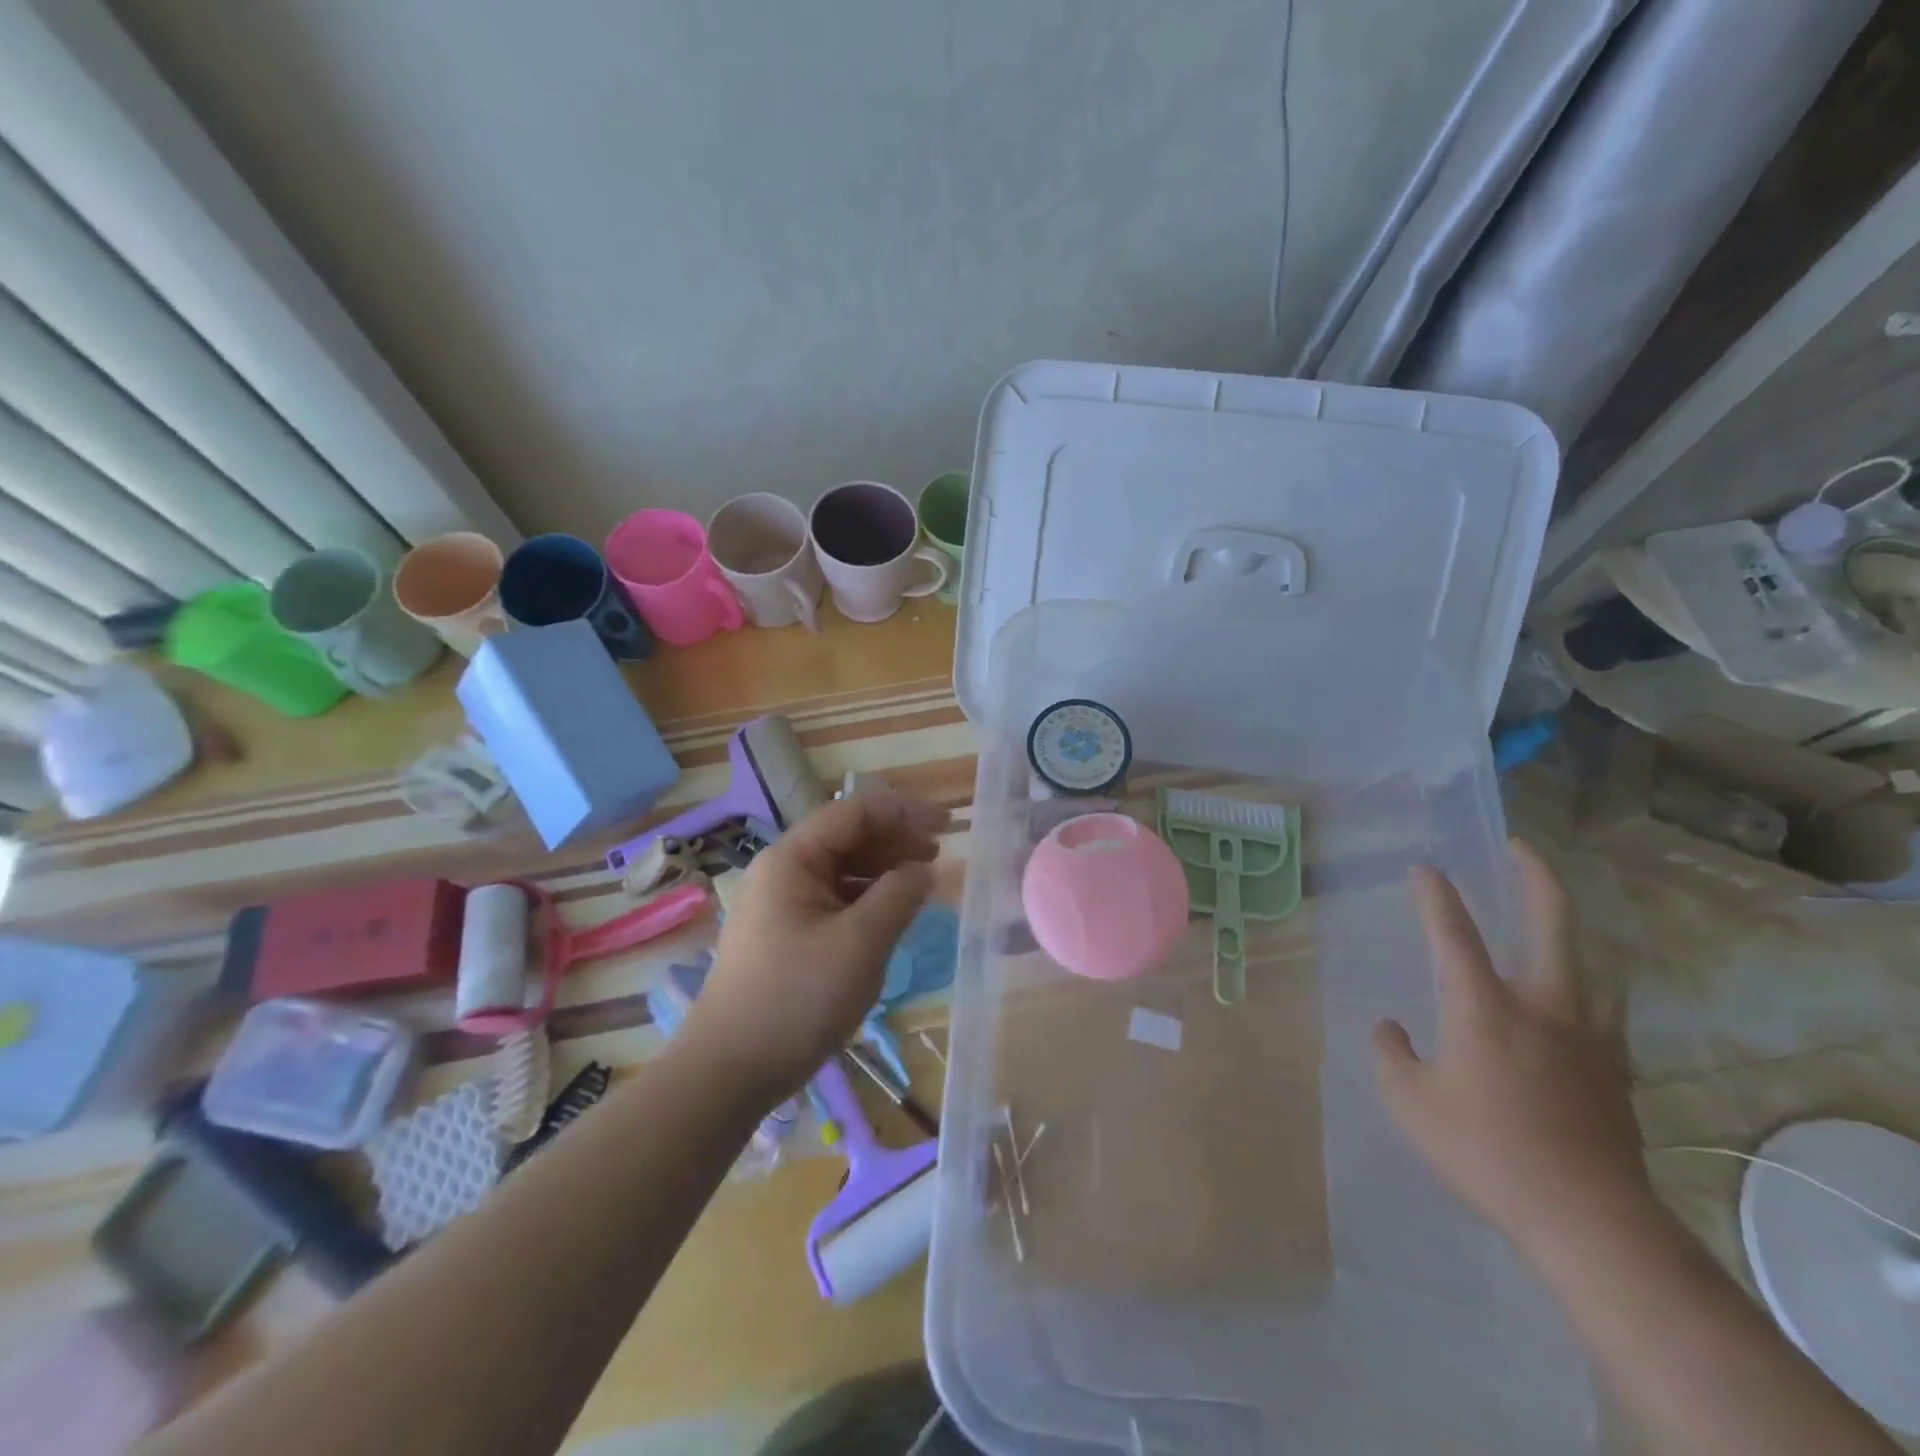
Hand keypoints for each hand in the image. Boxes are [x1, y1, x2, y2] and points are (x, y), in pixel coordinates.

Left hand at [681, 790, 947, 1103]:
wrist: (729, 1071)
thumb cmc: (797, 1000)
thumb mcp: (860, 945)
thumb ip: (898, 896)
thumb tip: (923, 869)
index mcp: (793, 859)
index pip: (855, 812)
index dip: (904, 812)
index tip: (947, 825)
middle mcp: (783, 870)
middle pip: (848, 836)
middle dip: (896, 839)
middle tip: (939, 855)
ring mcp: (782, 902)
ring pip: (842, 868)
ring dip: (884, 868)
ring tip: (922, 882)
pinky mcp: (786, 932)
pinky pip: (834, 898)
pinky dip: (867, 897)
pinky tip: (891, 912)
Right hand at [1372, 840, 1654, 1264]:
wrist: (1589, 1220)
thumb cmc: (1486, 1153)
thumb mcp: (1409, 1104)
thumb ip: (1391, 1056)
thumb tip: (1392, 1030)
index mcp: (1483, 1007)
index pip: (1453, 933)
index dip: (1436, 895)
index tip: (1424, 867)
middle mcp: (1541, 1006)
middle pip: (1550, 924)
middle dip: (1535, 878)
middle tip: (1520, 849)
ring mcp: (1587, 1037)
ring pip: (1590, 965)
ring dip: (1569, 934)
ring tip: (1550, 925)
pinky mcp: (1615, 1070)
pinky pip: (1604, 1012)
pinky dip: (1587, 992)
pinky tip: (1577, 1003)